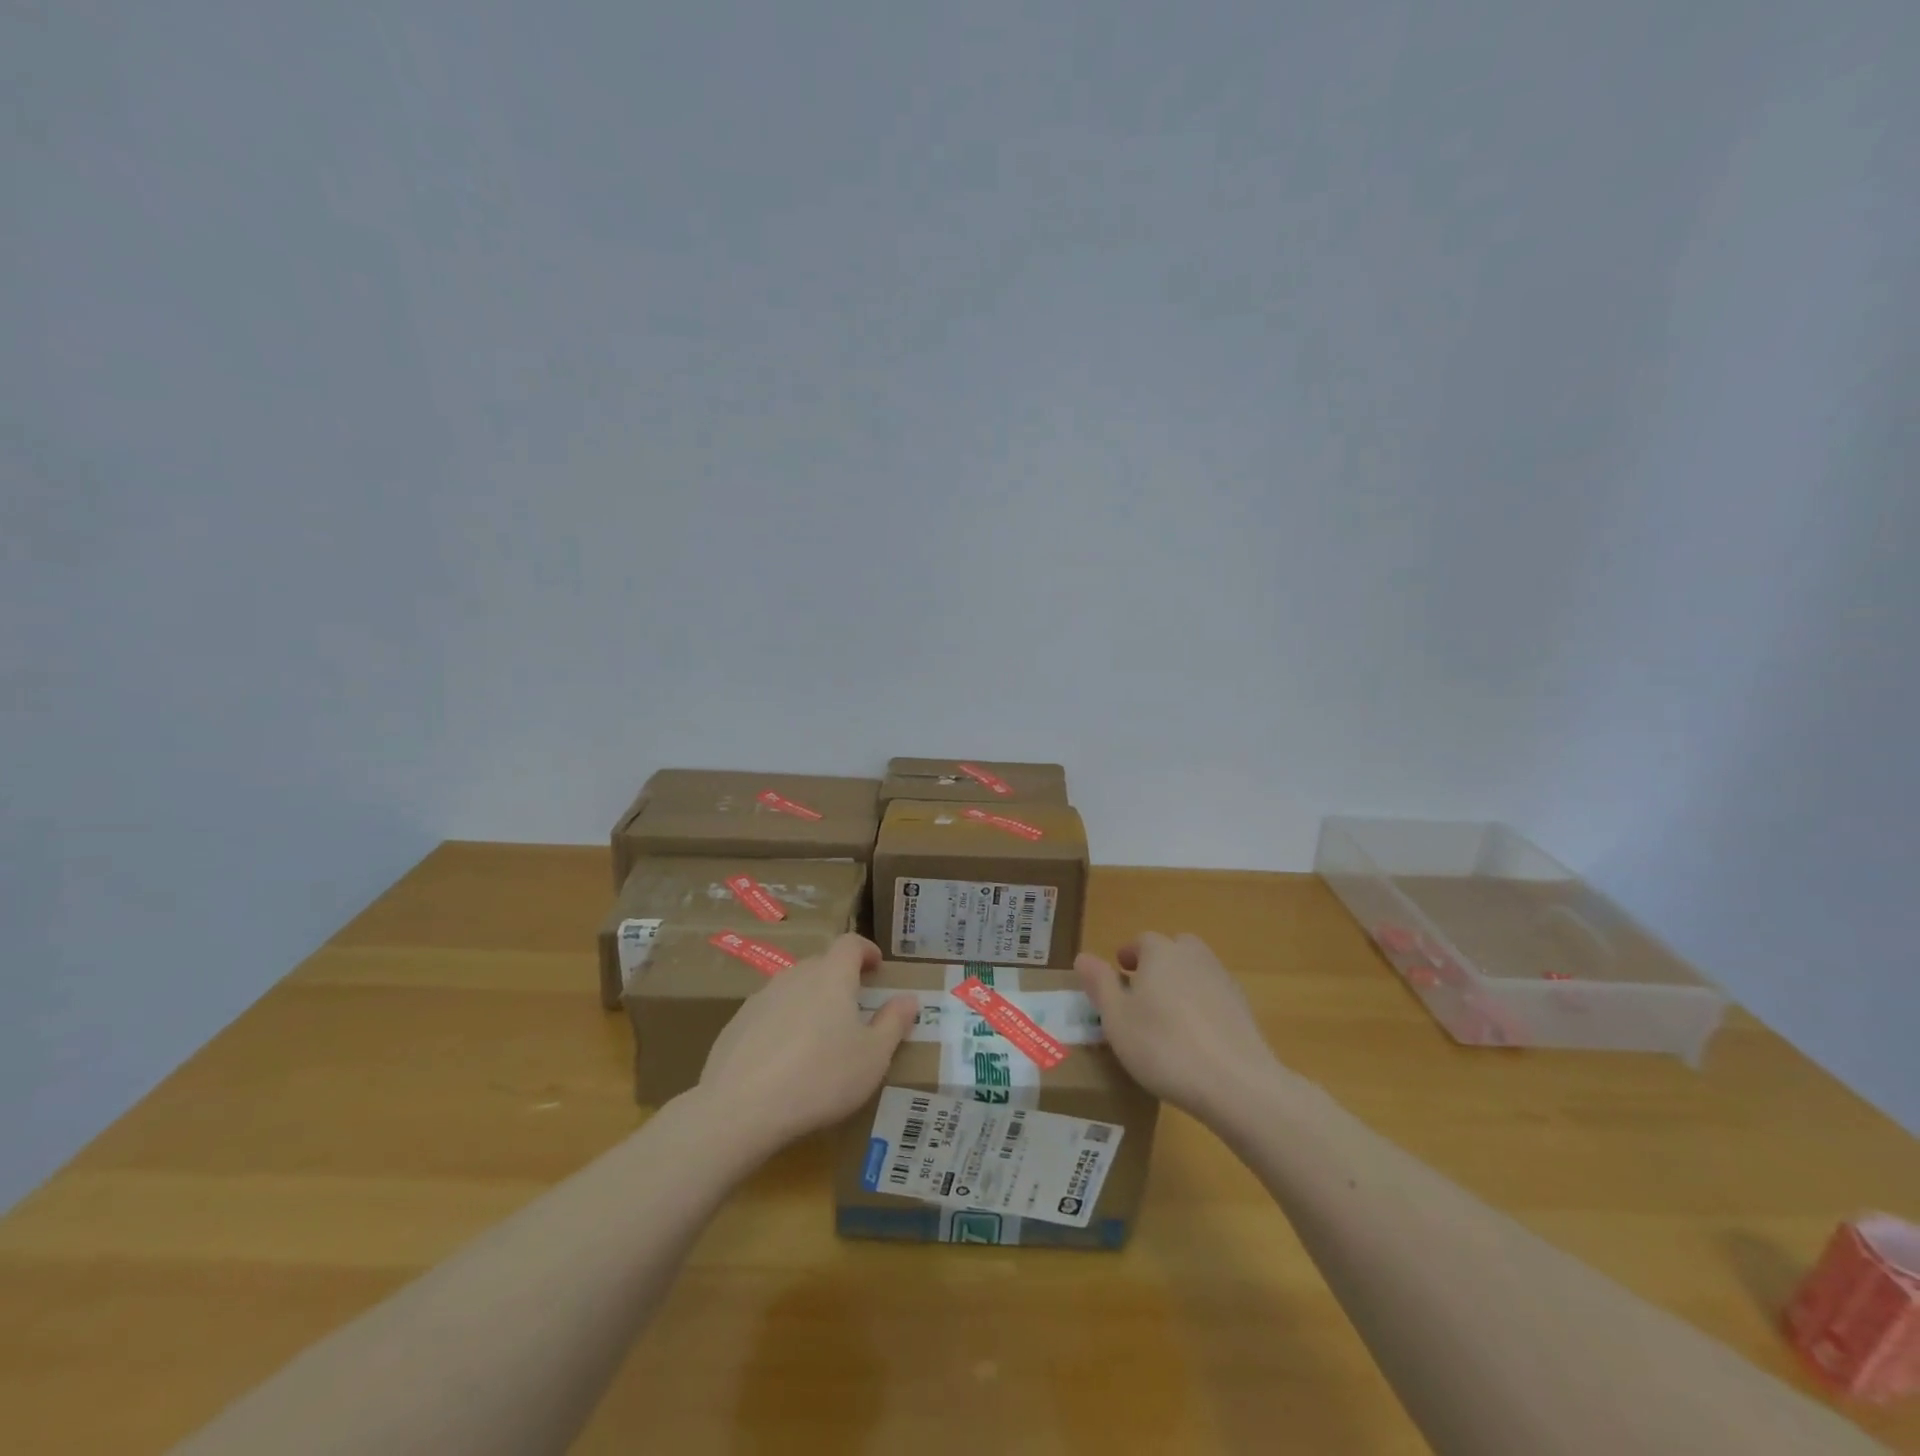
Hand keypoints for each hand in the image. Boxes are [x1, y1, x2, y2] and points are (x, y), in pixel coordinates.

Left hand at [697, 934, 917, 1148]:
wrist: (740, 1108)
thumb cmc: (820, 1077)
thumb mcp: (873, 1057)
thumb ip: (894, 1023)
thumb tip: (909, 998)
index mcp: (831, 976)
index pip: (850, 943)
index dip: (866, 950)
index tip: (876, 968)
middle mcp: (795, 976)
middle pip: (821, 965)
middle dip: (840, 979)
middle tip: (853, 1008)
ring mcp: (761, 998)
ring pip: (793, 989)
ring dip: (810, 1002)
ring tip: (819, 1038)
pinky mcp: (736, 1024)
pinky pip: (769, 1014)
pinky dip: (783, 1025)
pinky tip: (784, 1061)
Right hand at [1076, 932, 1280, 1122]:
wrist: (1236, 1083)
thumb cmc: (1163, 1046)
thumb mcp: (1116, 1018)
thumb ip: (1100, 984)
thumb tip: (1083, 956)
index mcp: (1160, 952)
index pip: (1142, 941)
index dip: (1128, 956)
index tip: (1119, 977)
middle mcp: (1194, 957)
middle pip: (1174, 950)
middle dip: (1158, 964)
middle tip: (1142, 993)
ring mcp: (1223, 982)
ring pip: (1196, 972)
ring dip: (1181, 985)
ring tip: (1167, 1019)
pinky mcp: (1244, 1010)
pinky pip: (1215, 998)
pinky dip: (1203, 1008)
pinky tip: (1195, 1039)